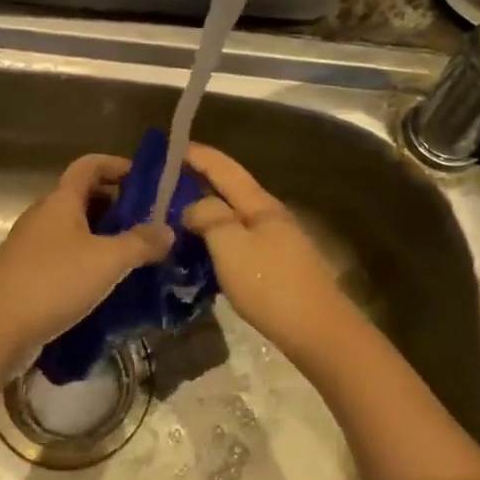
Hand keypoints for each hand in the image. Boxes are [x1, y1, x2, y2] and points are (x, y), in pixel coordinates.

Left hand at [0, 154, 171, 358]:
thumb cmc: (54, 282)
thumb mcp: (108, 260)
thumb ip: (141, 243)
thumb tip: (168, 230)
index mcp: (61, 201)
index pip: (89, 166)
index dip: (117, 165)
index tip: (147, 181)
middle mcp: (44, 216)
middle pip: (83, 197)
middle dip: (117, 205)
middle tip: (150, 223)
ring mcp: (32, 247)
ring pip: (75, 230)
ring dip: (104, 237)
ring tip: (136, 255)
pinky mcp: (28, 275)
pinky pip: (65, 257)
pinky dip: (88, 261)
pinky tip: (107, 284)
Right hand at [180, 143, 360, 357]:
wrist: (317, 331)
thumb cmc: (271, 285)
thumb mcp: (231, 246)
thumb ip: (209, 217)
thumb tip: (194, 206)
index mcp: (260, 204)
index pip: (225, 168)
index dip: (198, 155)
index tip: (169, 147)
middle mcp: (270, 216)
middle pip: (231, 190)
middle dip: (199, 181)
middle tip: (162, 185)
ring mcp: (276, 241)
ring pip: (234, 217)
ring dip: (206, 211)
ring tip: (174, 215)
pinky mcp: (276, 266)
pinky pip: (239, 240)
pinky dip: (216, 237)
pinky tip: (201, 250)